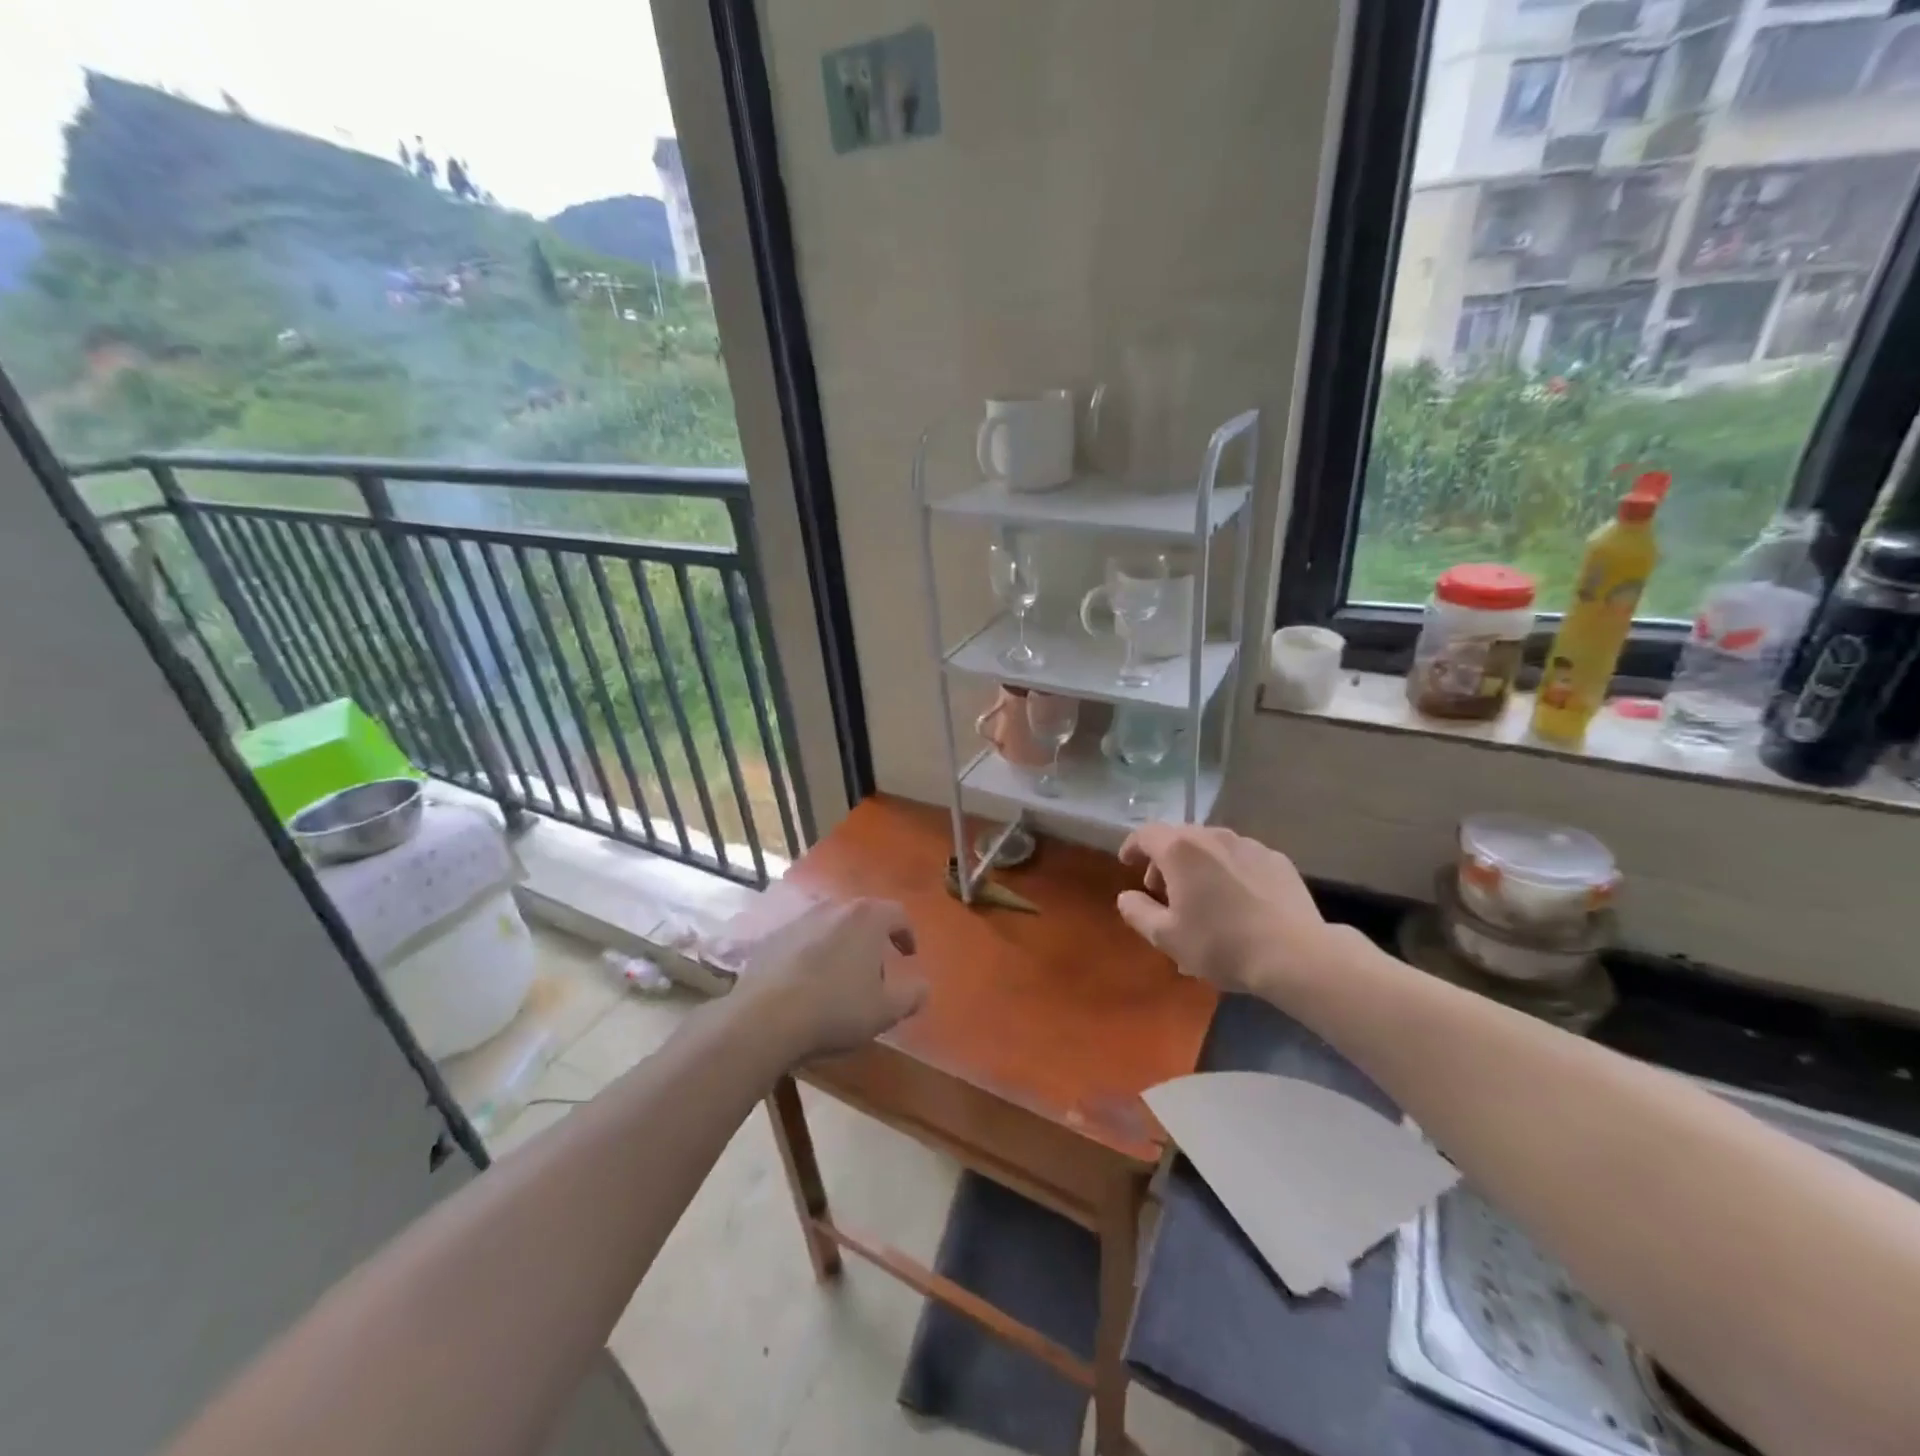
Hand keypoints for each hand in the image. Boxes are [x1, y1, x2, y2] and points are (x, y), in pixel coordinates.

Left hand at [736, 897, 926, 1060]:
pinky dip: (812, 954)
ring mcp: (799, 919)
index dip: (907, 934)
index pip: (898, 913)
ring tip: (840, 977)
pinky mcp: (772, 937)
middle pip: (862, 916)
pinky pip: (803, 940)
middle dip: (873, 939)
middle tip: (875, 970)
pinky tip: (807, 984)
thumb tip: (923, 986)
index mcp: (867, 917)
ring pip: (831, 925)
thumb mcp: (885, 1011)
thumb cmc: (835, 1010)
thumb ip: (911, 996)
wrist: (764, 1018)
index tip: (908, 956)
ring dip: (841, 945)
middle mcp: (834, 907)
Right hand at [1116, 823, 1338, 1001]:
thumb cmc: (1221, 944)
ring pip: (1211, 846)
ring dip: (1197, 864)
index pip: (1146, 834)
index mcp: (1180, 850)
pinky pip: (1241, 858)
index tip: (1127, 863)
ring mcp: (1249, 845)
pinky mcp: (1277, 859)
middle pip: (1179, 837)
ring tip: (1202, 896)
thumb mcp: (1167, 937)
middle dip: (1165, 860)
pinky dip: (1228, 870)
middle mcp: (1213, 837)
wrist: (1295, 955)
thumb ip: (1138, 912)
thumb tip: (1126, 896)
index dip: (1132, 846)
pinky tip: (1237, 900)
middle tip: (1163, 891)